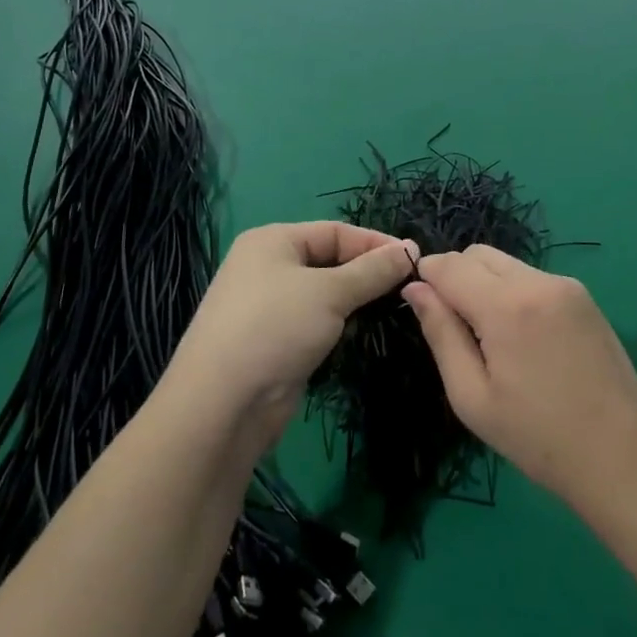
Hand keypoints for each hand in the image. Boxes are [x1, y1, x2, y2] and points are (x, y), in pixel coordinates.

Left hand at [167, 222, 418, 445]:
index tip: (414, 260)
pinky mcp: (273, 342)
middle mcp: (267, 267)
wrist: (221, 405)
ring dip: (354, 301)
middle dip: (367, 273)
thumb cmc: (275, 328)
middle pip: (330, 260)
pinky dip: (337, 325)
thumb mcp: (330, 293)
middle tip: (408, 287)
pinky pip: (314, 322)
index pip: (335, 231)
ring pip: (324, 294)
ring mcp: (268, 306)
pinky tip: (359, 335)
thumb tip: (411, 249)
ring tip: (391, 309)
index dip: (375, 243)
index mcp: (273, 241)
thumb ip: (373, 270)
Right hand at [404, 246, 636, 514]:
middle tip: (454, 326)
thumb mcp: (472, 396)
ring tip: (489, 336)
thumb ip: (441, 334)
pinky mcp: (583, 295)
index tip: (418, 303)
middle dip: (455, 276)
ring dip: (484, 283)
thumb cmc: (537, 438)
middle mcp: (537, 281)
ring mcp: (565, 285)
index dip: (426, 276)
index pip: (450, 265)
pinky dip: (512, 291)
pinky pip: (531, 277)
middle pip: (478, 254)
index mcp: (507, 306)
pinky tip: (521, 337)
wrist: (622, 455)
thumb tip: (415, 289)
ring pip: (505, 263)